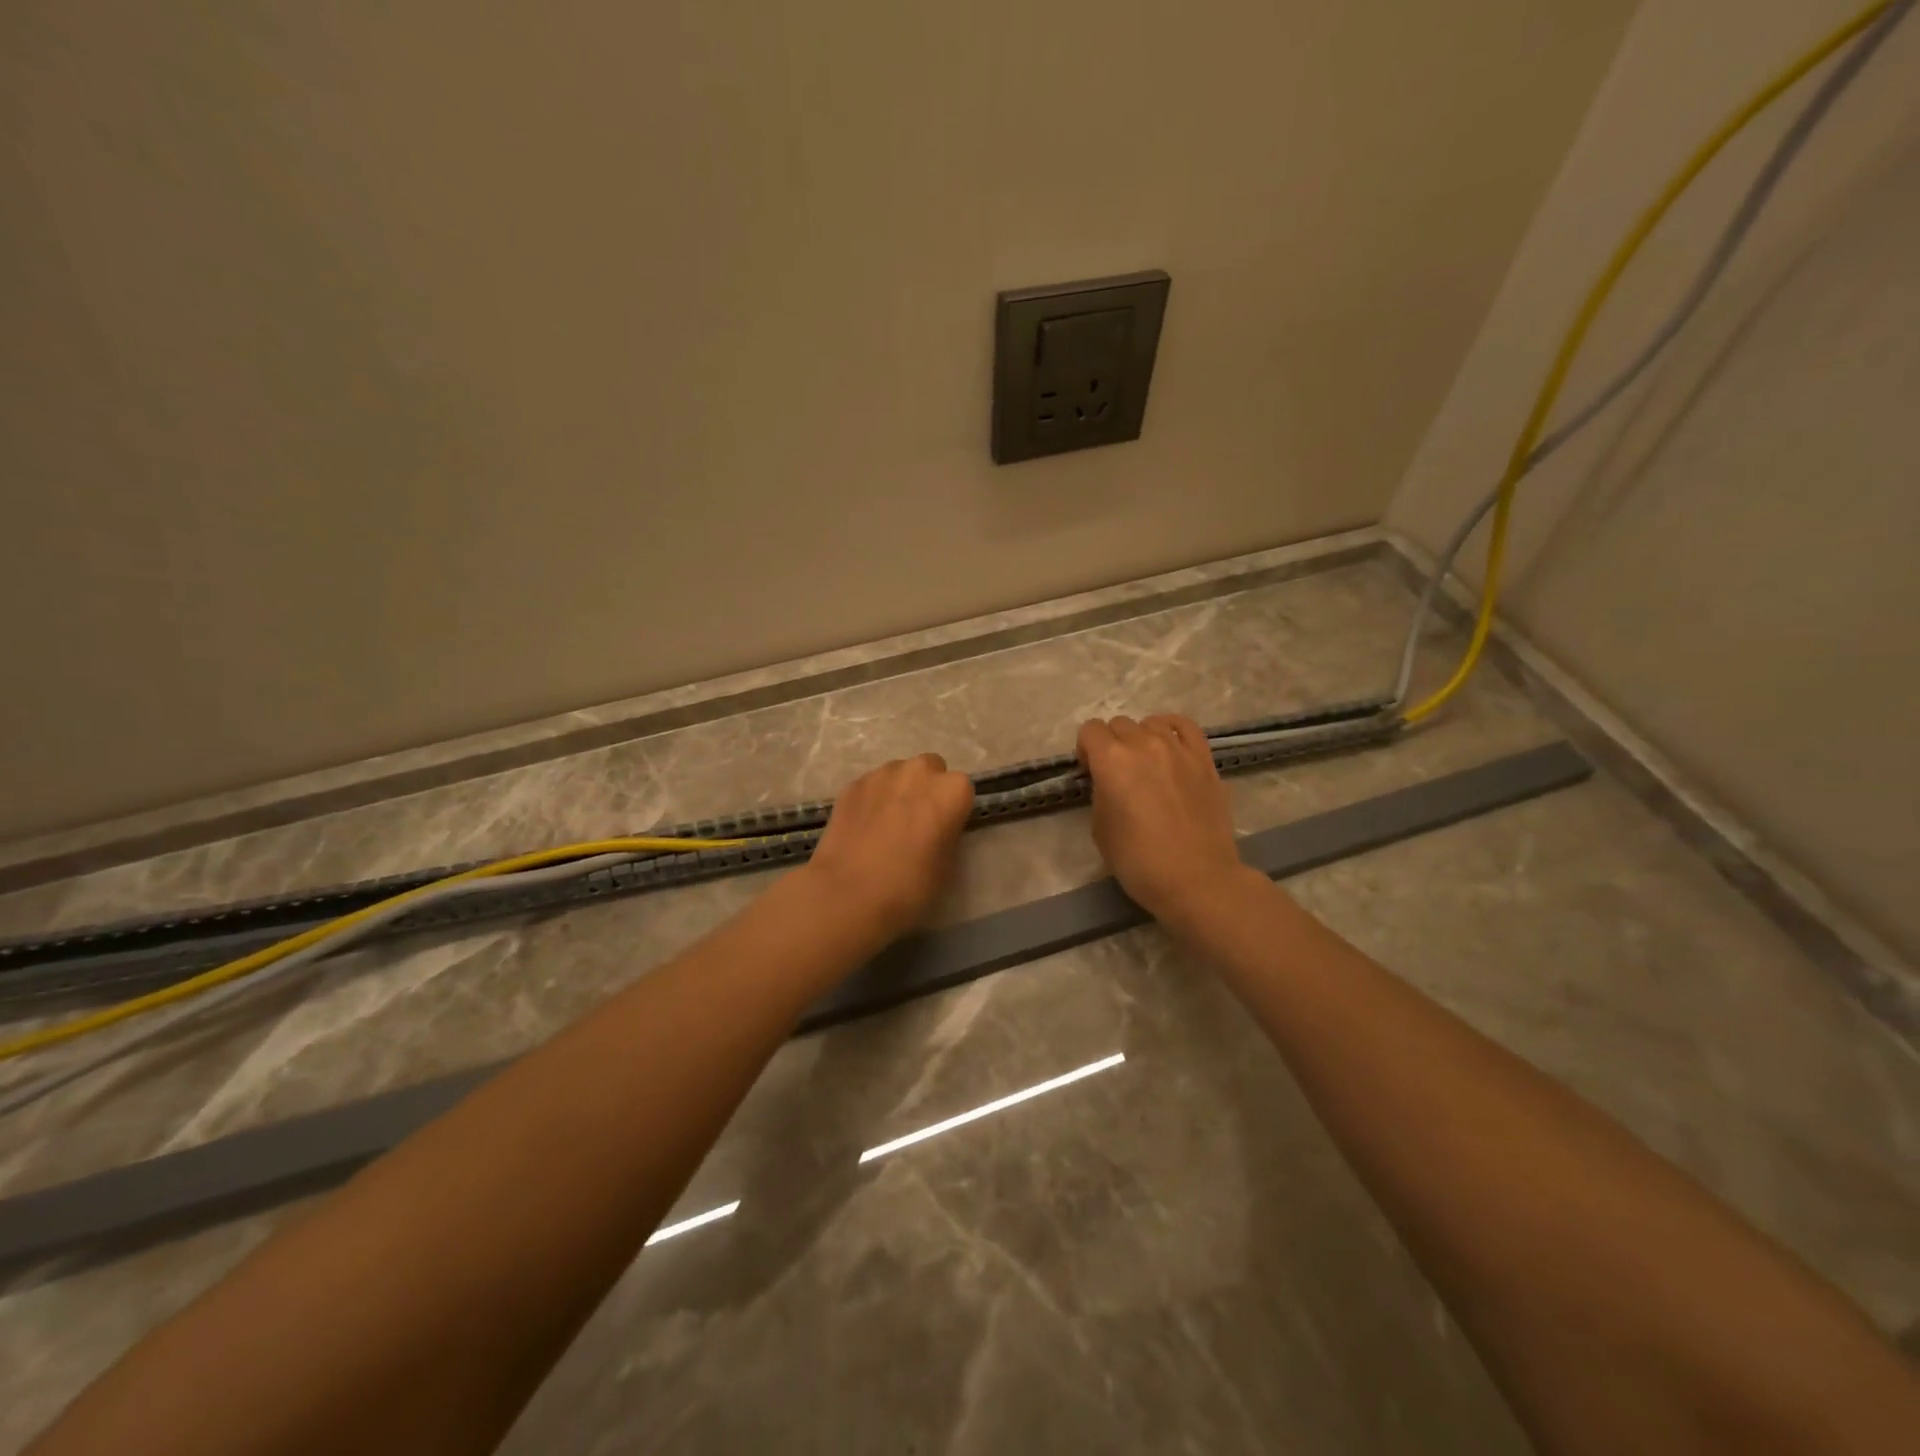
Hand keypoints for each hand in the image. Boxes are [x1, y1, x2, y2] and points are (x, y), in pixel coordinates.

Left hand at [803, 753, 974, 941]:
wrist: (848, 894)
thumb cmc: (909, 886)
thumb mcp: (947, 865)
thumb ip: (947, 833)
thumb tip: (936, 827)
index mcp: (952, 790)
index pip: (961, 790)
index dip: (952, 810)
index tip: (943, 830)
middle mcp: (919, 771)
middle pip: (930, 770)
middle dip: (926, 789)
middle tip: (916, 822)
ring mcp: (882, 774)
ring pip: (898, 774)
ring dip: (898, 790)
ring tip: (886, 825)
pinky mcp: (852, 784)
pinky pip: (871, 786)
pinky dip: (871, 799)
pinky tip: (862, 828)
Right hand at [1076, 714, 1253, 923]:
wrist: (1196, 879)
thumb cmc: (1139, 861)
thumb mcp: (1100, 828)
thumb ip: (1101, 793)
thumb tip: (1109, 782)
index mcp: (1112, 760)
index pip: (1090, 730)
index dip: (1085, 750)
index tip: (1091, 773)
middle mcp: (1144, 744)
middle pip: (1119, 724)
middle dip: (1111, 744)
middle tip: (1117, 774)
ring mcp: (1178, 749)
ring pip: (1151, 723)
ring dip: (1141, 737)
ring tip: (1146, 764)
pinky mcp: (1204, 759)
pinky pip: (1186, 726)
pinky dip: (1172, 729)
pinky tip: (1169, 745)